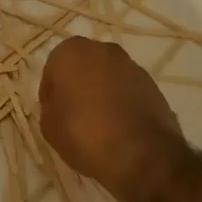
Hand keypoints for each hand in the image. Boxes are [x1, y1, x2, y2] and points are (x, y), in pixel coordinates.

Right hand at [40, 37, 189, 201]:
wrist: (142, 152)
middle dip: (78, 87)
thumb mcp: (49, 127)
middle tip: (74, 117)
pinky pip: (128, 91)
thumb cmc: (84, 133)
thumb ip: (49, 108)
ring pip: (107, 78)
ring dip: (102, 94)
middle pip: (82, 68)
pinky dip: (123, 104)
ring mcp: (131, 65)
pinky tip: (120, 129)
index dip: (51, 94)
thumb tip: (60, 105)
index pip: (52, 70)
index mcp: (71, 52)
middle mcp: (102, 49)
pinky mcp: (152, 84)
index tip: (54, 115)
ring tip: (100, 125)